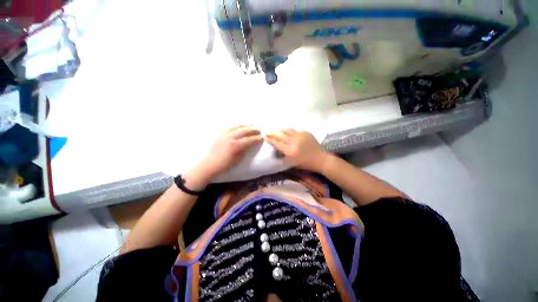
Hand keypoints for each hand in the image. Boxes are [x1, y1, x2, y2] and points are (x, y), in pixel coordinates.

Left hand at [197, 125, 262, 178]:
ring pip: (237, 127)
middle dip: (253, 130)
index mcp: (236, 145)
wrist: (210, 164)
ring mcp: (224, 134)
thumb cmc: (226, 164)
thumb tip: (251, 143)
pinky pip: (230, 127)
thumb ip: (245, 149)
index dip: (257, 138)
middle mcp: (230, 137)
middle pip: (244, 131)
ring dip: (245, 126)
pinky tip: (240, 127)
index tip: (262, 137)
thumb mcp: (238, 159)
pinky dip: (237, 126)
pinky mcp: (220, 134)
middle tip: (259, 130)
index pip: (249, 139)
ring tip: (251, 125)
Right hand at [266, 129, 328, 172]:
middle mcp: (293, 141)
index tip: (265, 137)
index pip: (277, 143)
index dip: (270, 140)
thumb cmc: (305, 163)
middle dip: (272, 133)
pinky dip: (291, 132)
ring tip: (278, 131)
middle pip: (280, 135)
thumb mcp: (292, 162)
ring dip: (281, 130)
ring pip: (287, 130)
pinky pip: (295, 130)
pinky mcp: (305, 132)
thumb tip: (277, 148)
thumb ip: (283, 155)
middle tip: (267, 132)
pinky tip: (290, 134)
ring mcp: (300, 135)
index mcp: (290, 150)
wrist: (319, 158)